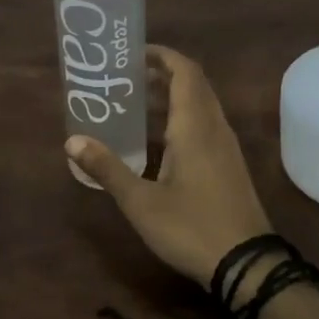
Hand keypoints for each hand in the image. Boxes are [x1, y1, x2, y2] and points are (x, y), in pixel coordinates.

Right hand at [65, 45, 272, 289]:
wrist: (246, 265)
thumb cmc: (191, 227)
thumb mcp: (140, 201)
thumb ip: (107, 168)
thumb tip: (72, 140)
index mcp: (195, 127)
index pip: (184, 72)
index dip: (162, 56)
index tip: (132, 53)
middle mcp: (214, 129)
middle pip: (193, 85)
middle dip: (160, 74)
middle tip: (124, 77)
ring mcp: (225, 149)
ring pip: (199, 107)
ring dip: (170, 98)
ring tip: (132, 104)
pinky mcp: (228, 167)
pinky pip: (203, 128)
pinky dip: (179, 120)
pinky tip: (154, 142)